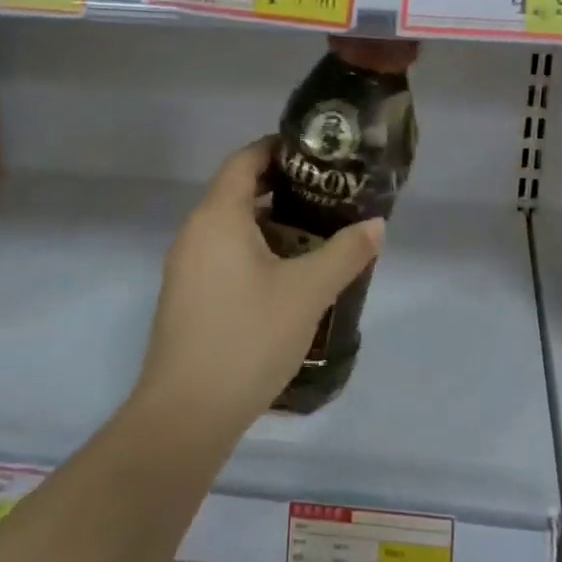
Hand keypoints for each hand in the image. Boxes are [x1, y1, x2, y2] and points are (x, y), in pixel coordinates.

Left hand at [136, 137, 384, 431]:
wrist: (186, 413)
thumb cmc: (248, 337)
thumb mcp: (308, 292)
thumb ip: (346, 252)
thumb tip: (376, 224)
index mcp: (218, 217)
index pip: (245, 160)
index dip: (279, 148)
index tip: (317, 154)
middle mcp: (195, 233)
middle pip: (238, 192)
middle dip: (283, 189)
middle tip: (328, 197)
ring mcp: (185, 267)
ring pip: (232, 228)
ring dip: (271, 225)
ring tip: (316, 237)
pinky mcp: (186, 297)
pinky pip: (223, 256)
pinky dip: (255, 252)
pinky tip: (286, 279)